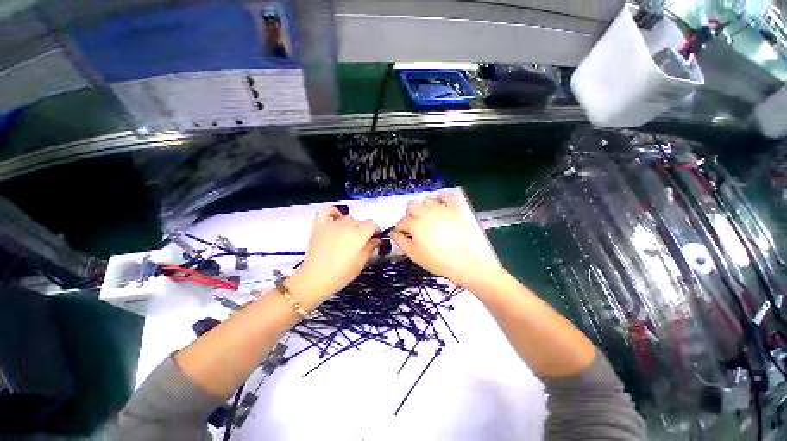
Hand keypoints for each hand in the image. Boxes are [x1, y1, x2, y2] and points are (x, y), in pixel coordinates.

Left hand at [288, 207, 380, 305]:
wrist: (315, 279)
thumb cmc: (340, 274)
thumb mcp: (360, 263)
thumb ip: (370, 248)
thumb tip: (376, 240)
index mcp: (359, 235)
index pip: (372, 225)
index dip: (376, 230)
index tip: (375, 236)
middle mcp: (347, 226)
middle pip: (360, 221)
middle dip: (364, 229)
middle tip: (363, 240)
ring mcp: (332, 225)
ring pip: (347, 217)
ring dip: (351, 224)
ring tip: (350, 234)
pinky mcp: (320, 226)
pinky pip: (327, 212)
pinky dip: (333, 212)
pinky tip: (337, 217)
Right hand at [390, 193, 503, 288]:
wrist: (466, 262)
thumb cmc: (438, 261)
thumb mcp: (415, 255)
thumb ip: (402, 243)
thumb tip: (393, 234)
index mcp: (415, 225)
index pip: (402, 222)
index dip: (399, 227)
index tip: (400, 232)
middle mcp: (426, 213)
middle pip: (412, 206)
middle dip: (409, 213)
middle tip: (412, 222)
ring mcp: (441, 209)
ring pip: (427, 200)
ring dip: (423, 205)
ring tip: (425, 213)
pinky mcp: (455, 209)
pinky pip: (447, 196)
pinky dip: (441, 196)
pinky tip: (440, 201)